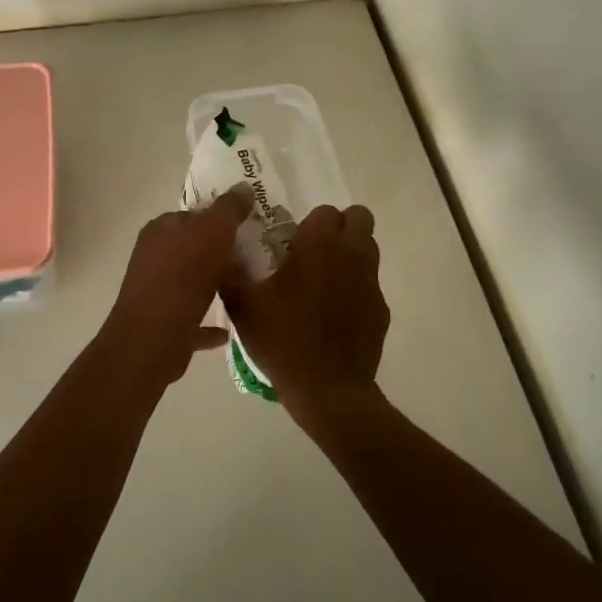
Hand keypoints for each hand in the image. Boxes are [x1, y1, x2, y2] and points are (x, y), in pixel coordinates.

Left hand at [97, 187, 252, 383]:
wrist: (152, 339)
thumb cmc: (182, 277)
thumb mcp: (212, 232)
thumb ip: (229, 209)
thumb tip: (244, 186)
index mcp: (161, 230)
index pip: (194, 214)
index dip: (221, 218)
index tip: (250, 226)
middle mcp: (154, 257)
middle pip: (194, 248)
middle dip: (222, 252)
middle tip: (256, 257)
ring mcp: (156, 292)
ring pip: (193, 283)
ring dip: (216, 284)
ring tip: (248, 288)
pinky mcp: (164, 326)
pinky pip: (193, 320)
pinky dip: (209, 324)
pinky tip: (229, 329)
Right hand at [221, 204, 388, 419]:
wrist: (328, 390)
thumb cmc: (283, 340)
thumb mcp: (243, 306)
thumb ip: (229, 273)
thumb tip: (220, 252)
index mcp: (319, 245)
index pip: (325, 211)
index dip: (309, 224)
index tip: (291, 244)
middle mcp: (351, 255)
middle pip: (359, 218)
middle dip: (339, 227)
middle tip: (314, 251)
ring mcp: (371, 283)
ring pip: (368, 249)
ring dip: (350, 253)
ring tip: (323, 281)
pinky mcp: (381, 310)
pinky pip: (370, 284)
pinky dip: (355, 288)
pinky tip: (334, 314)